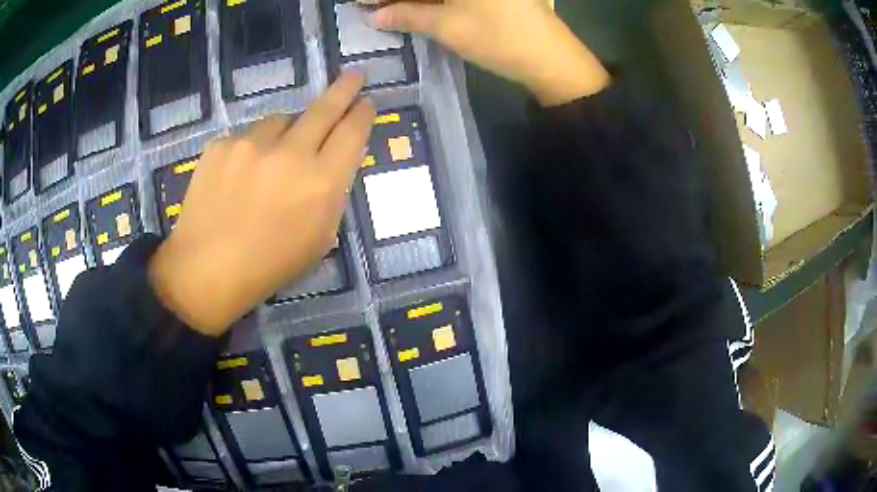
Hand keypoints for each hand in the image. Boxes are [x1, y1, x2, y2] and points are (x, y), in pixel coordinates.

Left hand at [148, 72, 374, 335]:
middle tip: (354, 75)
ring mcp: (251, 144)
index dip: (362, 114)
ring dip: (286, 131)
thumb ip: (332, 192)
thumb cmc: (270, 264)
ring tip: (272, 160)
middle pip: (325, 109)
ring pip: (280, 120)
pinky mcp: (221, 144)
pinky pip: (246, 135)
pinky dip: (251, 148)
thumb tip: (331, 159)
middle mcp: (290, 154)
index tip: (366, 102)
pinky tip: (239, 175)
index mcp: (321, 183)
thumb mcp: (319, 238)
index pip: (352, 133)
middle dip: (345, 88)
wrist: (207, 269)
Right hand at [369, 0, 609, 105]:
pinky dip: (436, 1)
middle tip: (376, 9)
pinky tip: (418, 9)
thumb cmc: (498, 37)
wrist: (552, 59)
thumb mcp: (447, 25)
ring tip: (391, 11)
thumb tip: (374, 15)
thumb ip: (407, 15)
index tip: (365, 4)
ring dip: (416, 0)